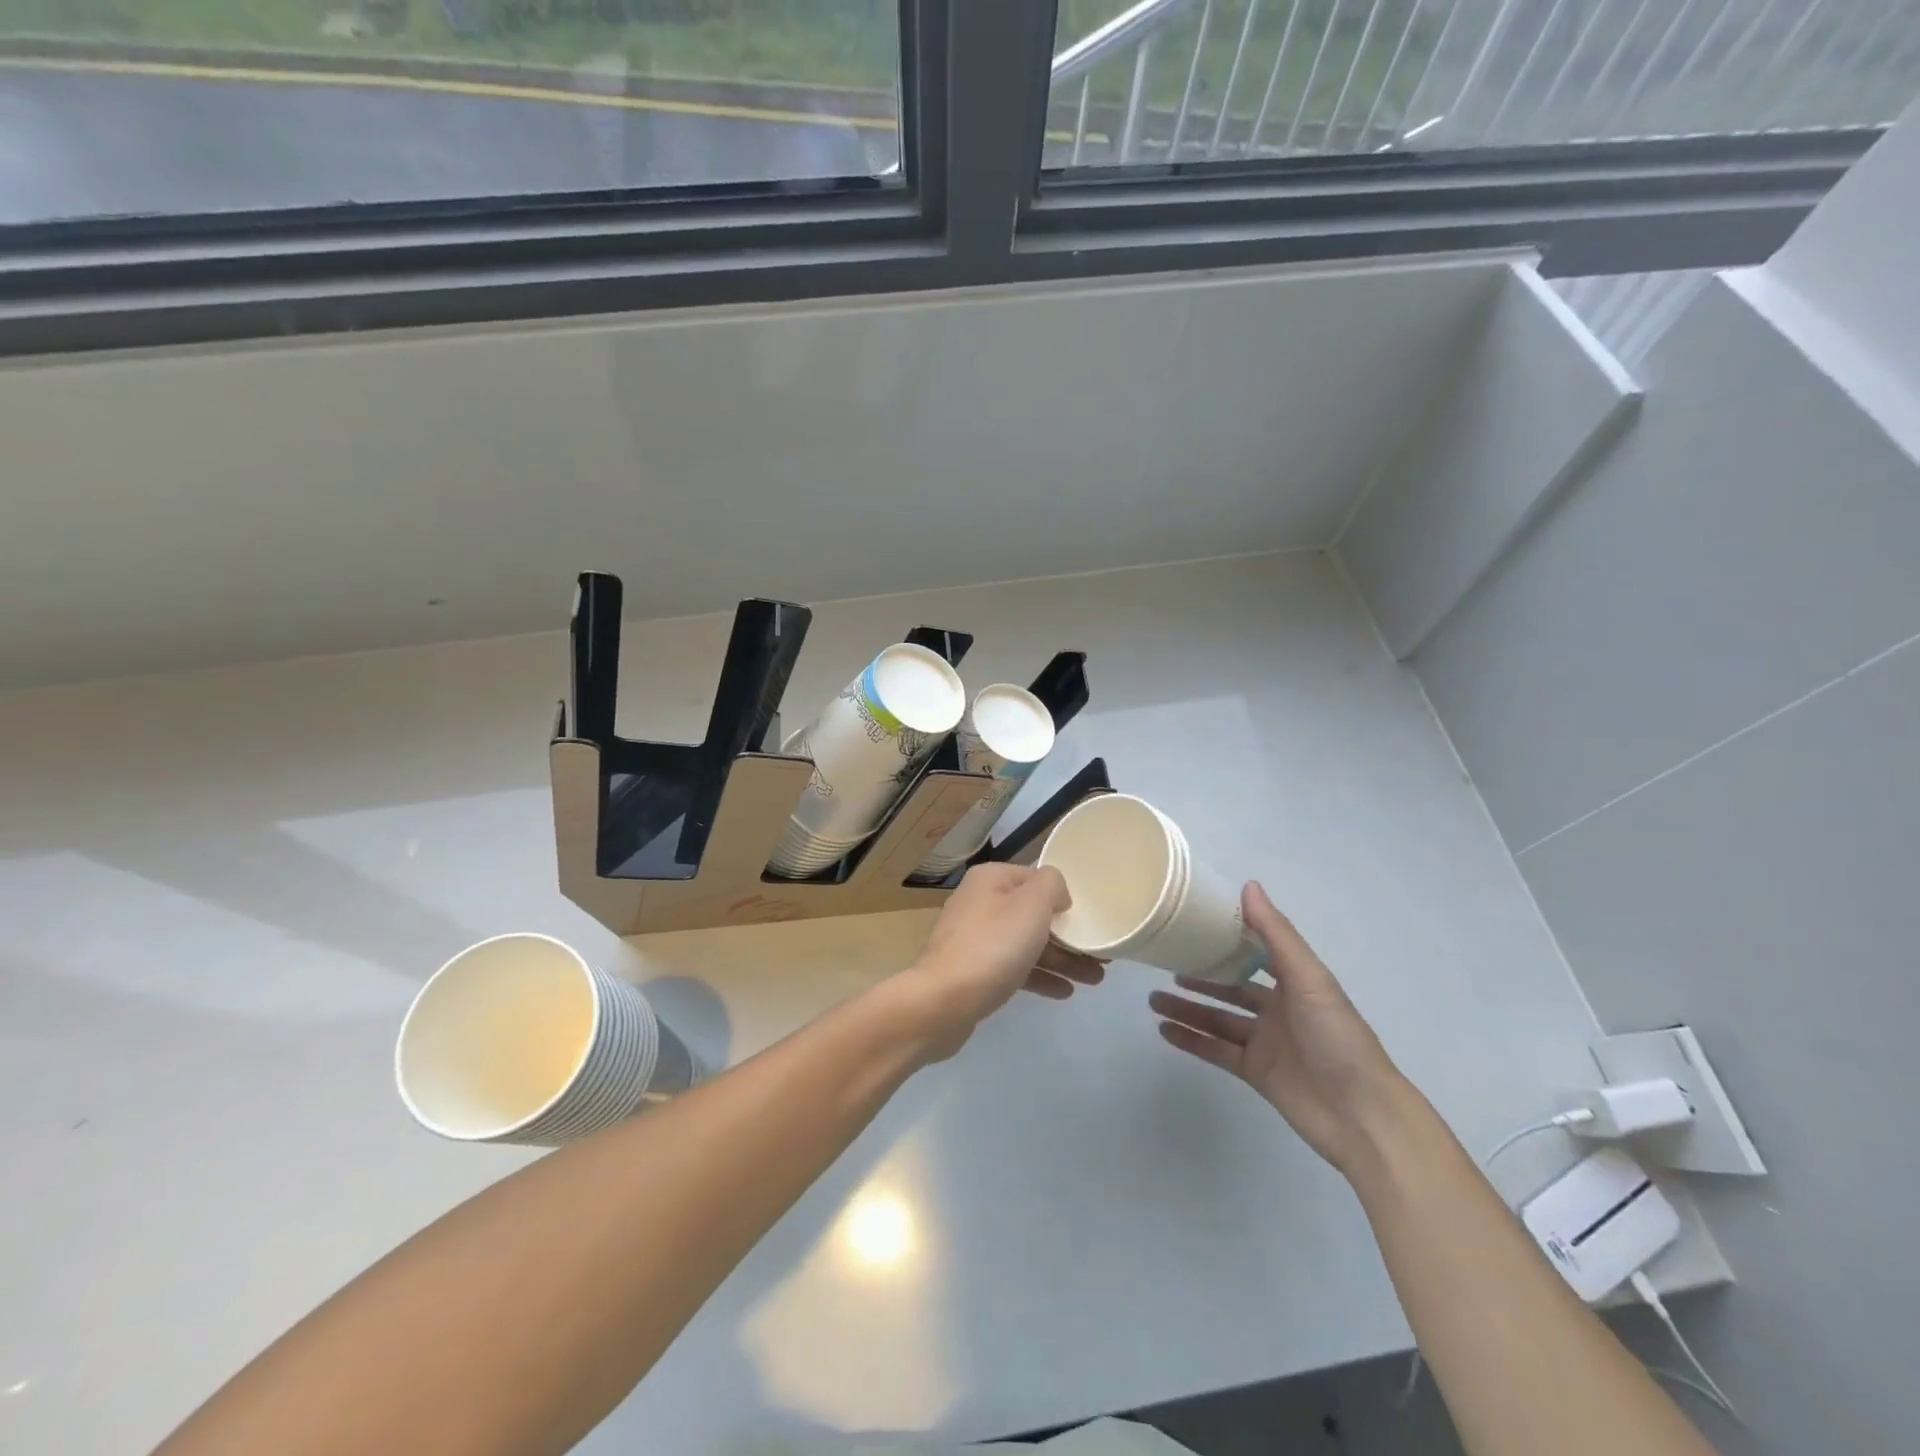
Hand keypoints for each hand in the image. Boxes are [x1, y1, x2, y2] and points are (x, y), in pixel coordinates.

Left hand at [905, 863, 1105, 1060]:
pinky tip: (1064, 991)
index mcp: (991, 879)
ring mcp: (974, 938)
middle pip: (1033, 913)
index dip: (1065, 896)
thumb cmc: (992, 946)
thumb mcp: (1032, 905)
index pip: (1037, 878)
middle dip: (1068, 934)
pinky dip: (1039, 976)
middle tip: (1102, 955)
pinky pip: (1014, 967)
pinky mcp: (973, 971)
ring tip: (1095, 979)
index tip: (1091, 918)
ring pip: (1026, 943)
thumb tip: (1056, 893)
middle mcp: (980, 902)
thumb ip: (1052, 885)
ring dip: (1061, 959)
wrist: (942, 1001)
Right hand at [1149, 882, 1404, 1174]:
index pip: (1256, 953)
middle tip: (1162, 964)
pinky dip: (1191, 1041)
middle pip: (1230, 987)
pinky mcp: (1256, 1072)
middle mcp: (1279, 1009)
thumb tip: (1249, 885)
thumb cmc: (1338, 1037)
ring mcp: (1266, 1043)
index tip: (1193, 925)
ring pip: (1218, 1019)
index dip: (1228, 939)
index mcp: (1296, 982)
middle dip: (1199, 976)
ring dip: (1187, 1009)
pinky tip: (1164, 1030)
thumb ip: (1276, 934)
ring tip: (1152, 999)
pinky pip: (1216, 1051)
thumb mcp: (1310, 978)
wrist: (1362, 1115)